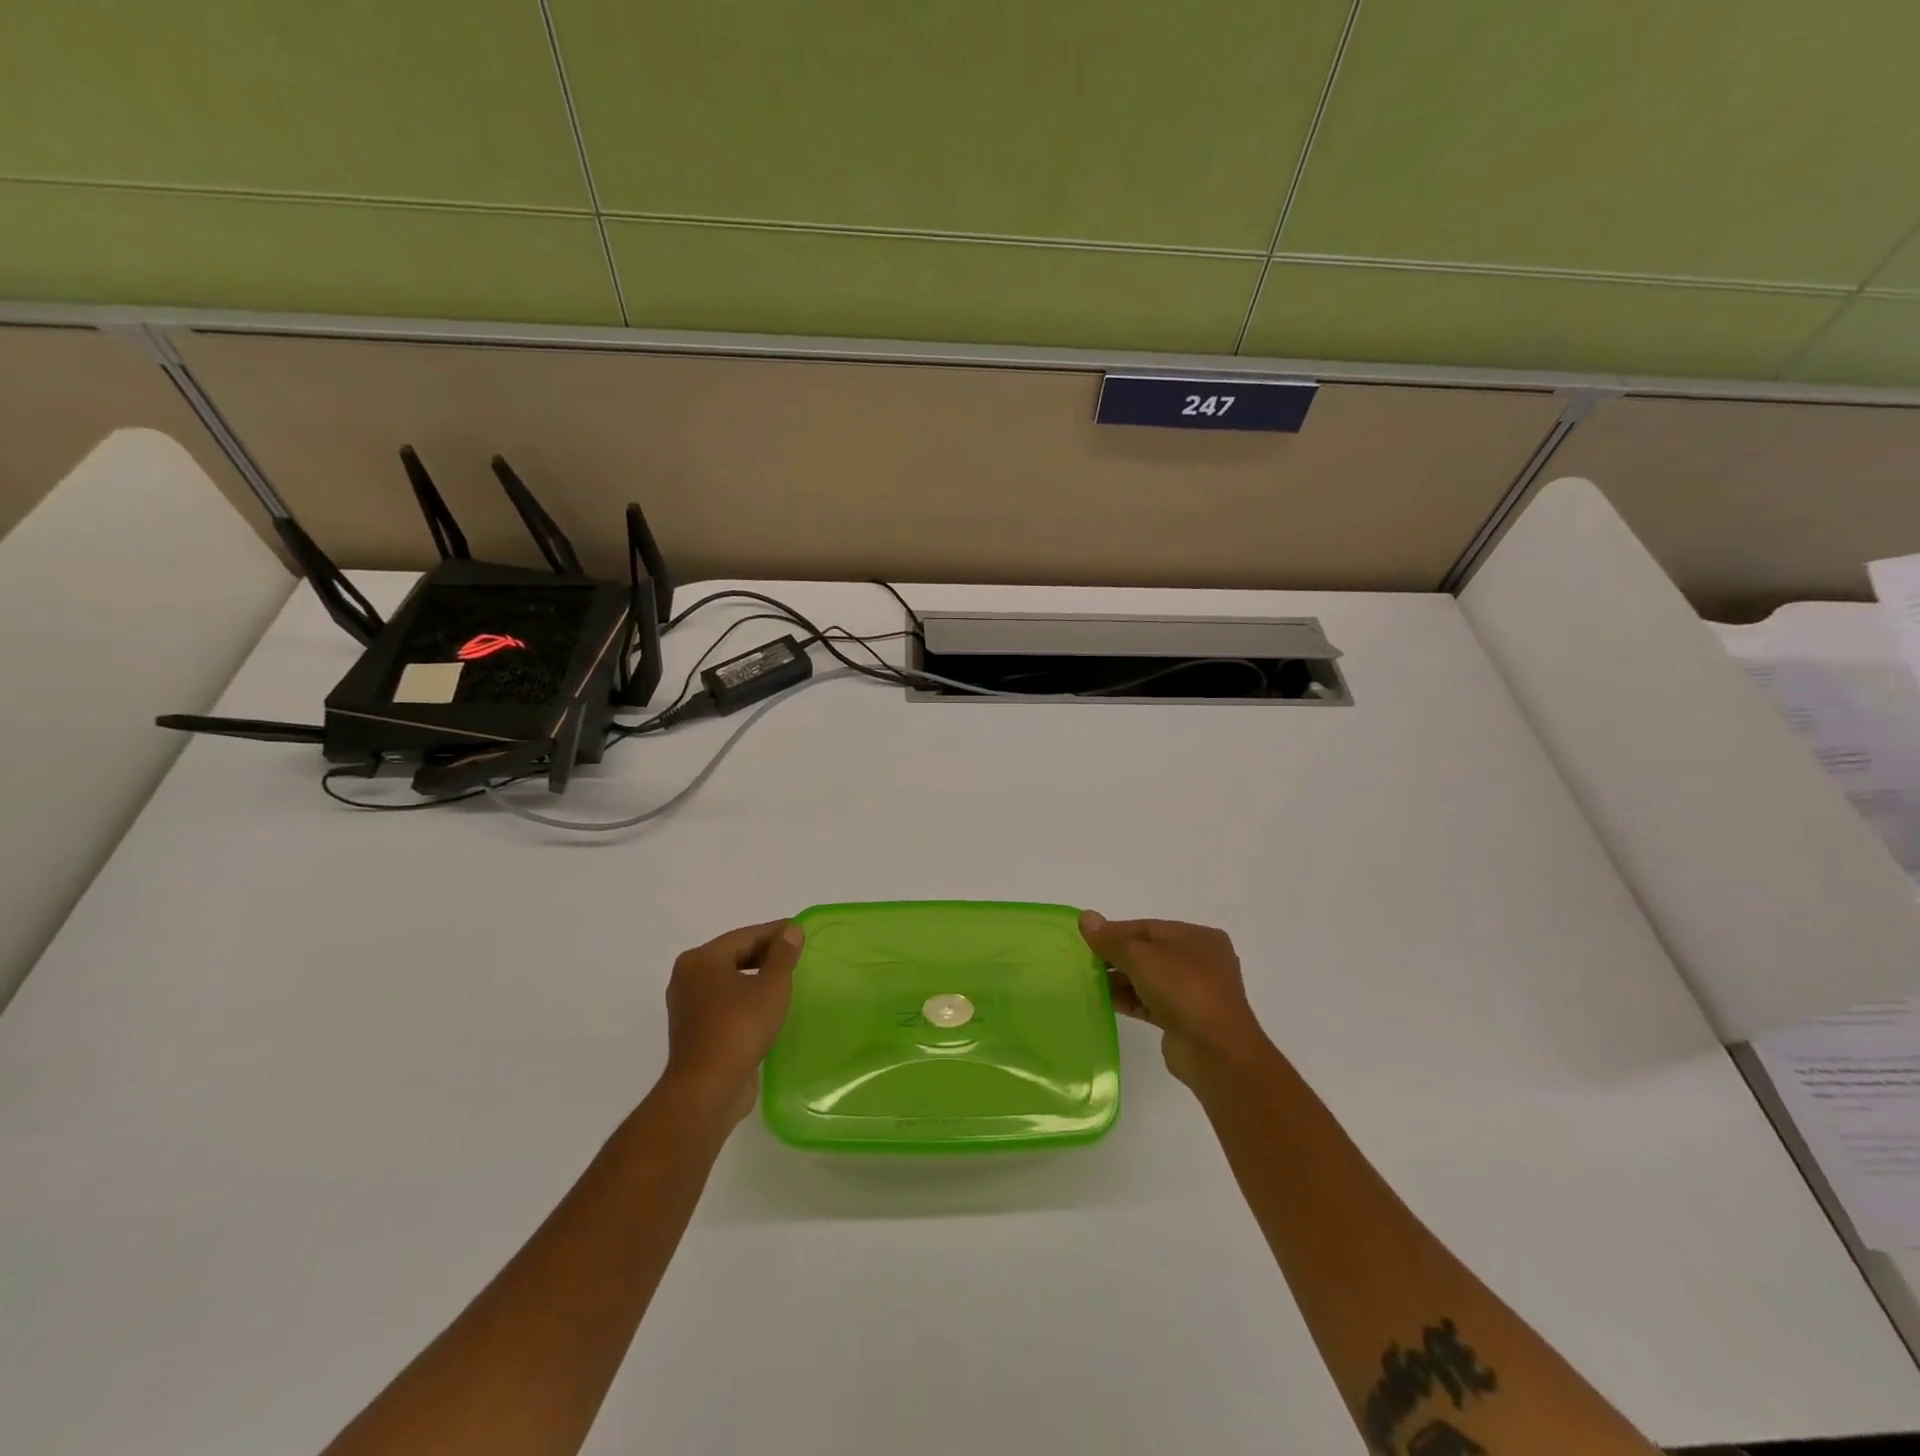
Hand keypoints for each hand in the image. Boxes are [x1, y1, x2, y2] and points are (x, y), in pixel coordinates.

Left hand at [660, 920, 804, 1123]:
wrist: (707, 1089)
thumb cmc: (740, 1027)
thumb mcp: (771, 986)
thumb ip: (783, 955)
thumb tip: (791, 931)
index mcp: (702, 959)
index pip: (745, 935)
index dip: (776, 932)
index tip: (800, 931)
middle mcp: (688, 976)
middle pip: (734, 955)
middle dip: (765, 954)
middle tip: (796, 955)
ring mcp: (687, 1004)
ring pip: (728, 979)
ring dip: (755, 977)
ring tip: (785, 980)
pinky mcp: (693, 1029)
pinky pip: (724, 1002)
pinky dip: (744, 997)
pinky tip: (766, 1006)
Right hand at [1079, 913, 1273, 1088]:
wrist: (1216, 1052)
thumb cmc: (1183, 990)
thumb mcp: (1142, 957)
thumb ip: (1111, 940)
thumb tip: (1085, 917)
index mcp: (1199, 938)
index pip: (1149, 928)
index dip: (1116, 931)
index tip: (1087, 939)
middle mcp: (1201, 962)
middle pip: (1150, 953)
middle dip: (1118, 957)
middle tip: (1086, 962)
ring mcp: (1196, 993)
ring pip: (1151, 979)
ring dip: (1122, 980)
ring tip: (1091, 982)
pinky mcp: (1186, 1020)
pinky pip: (1153, 1003)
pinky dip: (1132, 1000)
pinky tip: (1107, 1002)